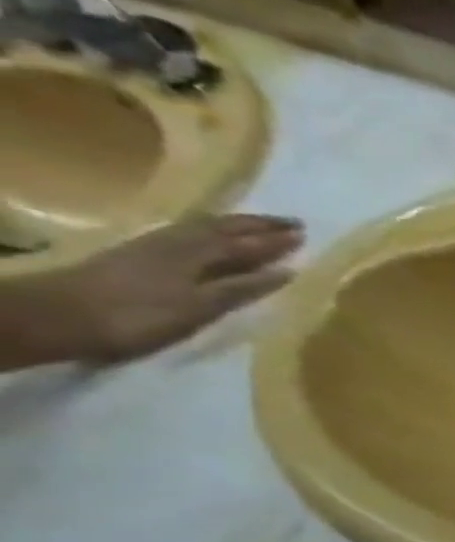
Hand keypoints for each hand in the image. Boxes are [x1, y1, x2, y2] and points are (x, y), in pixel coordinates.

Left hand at [1, 214, 303, 366]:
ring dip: (236, 226)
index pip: (245, 243)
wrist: (63, 315)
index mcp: (196, 254)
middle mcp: (178, 242)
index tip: (304, 234)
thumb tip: (285, 272)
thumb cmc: (140, 317)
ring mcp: (156, 246)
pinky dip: (211, 233)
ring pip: (204, 228)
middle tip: (291, 224)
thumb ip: (241, 288)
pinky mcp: (141, 254)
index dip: (274, 240)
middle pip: (224, 228)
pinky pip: (187, 235)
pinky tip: (214, 237)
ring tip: (259, 226)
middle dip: (259, 226)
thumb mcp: (199, 307)